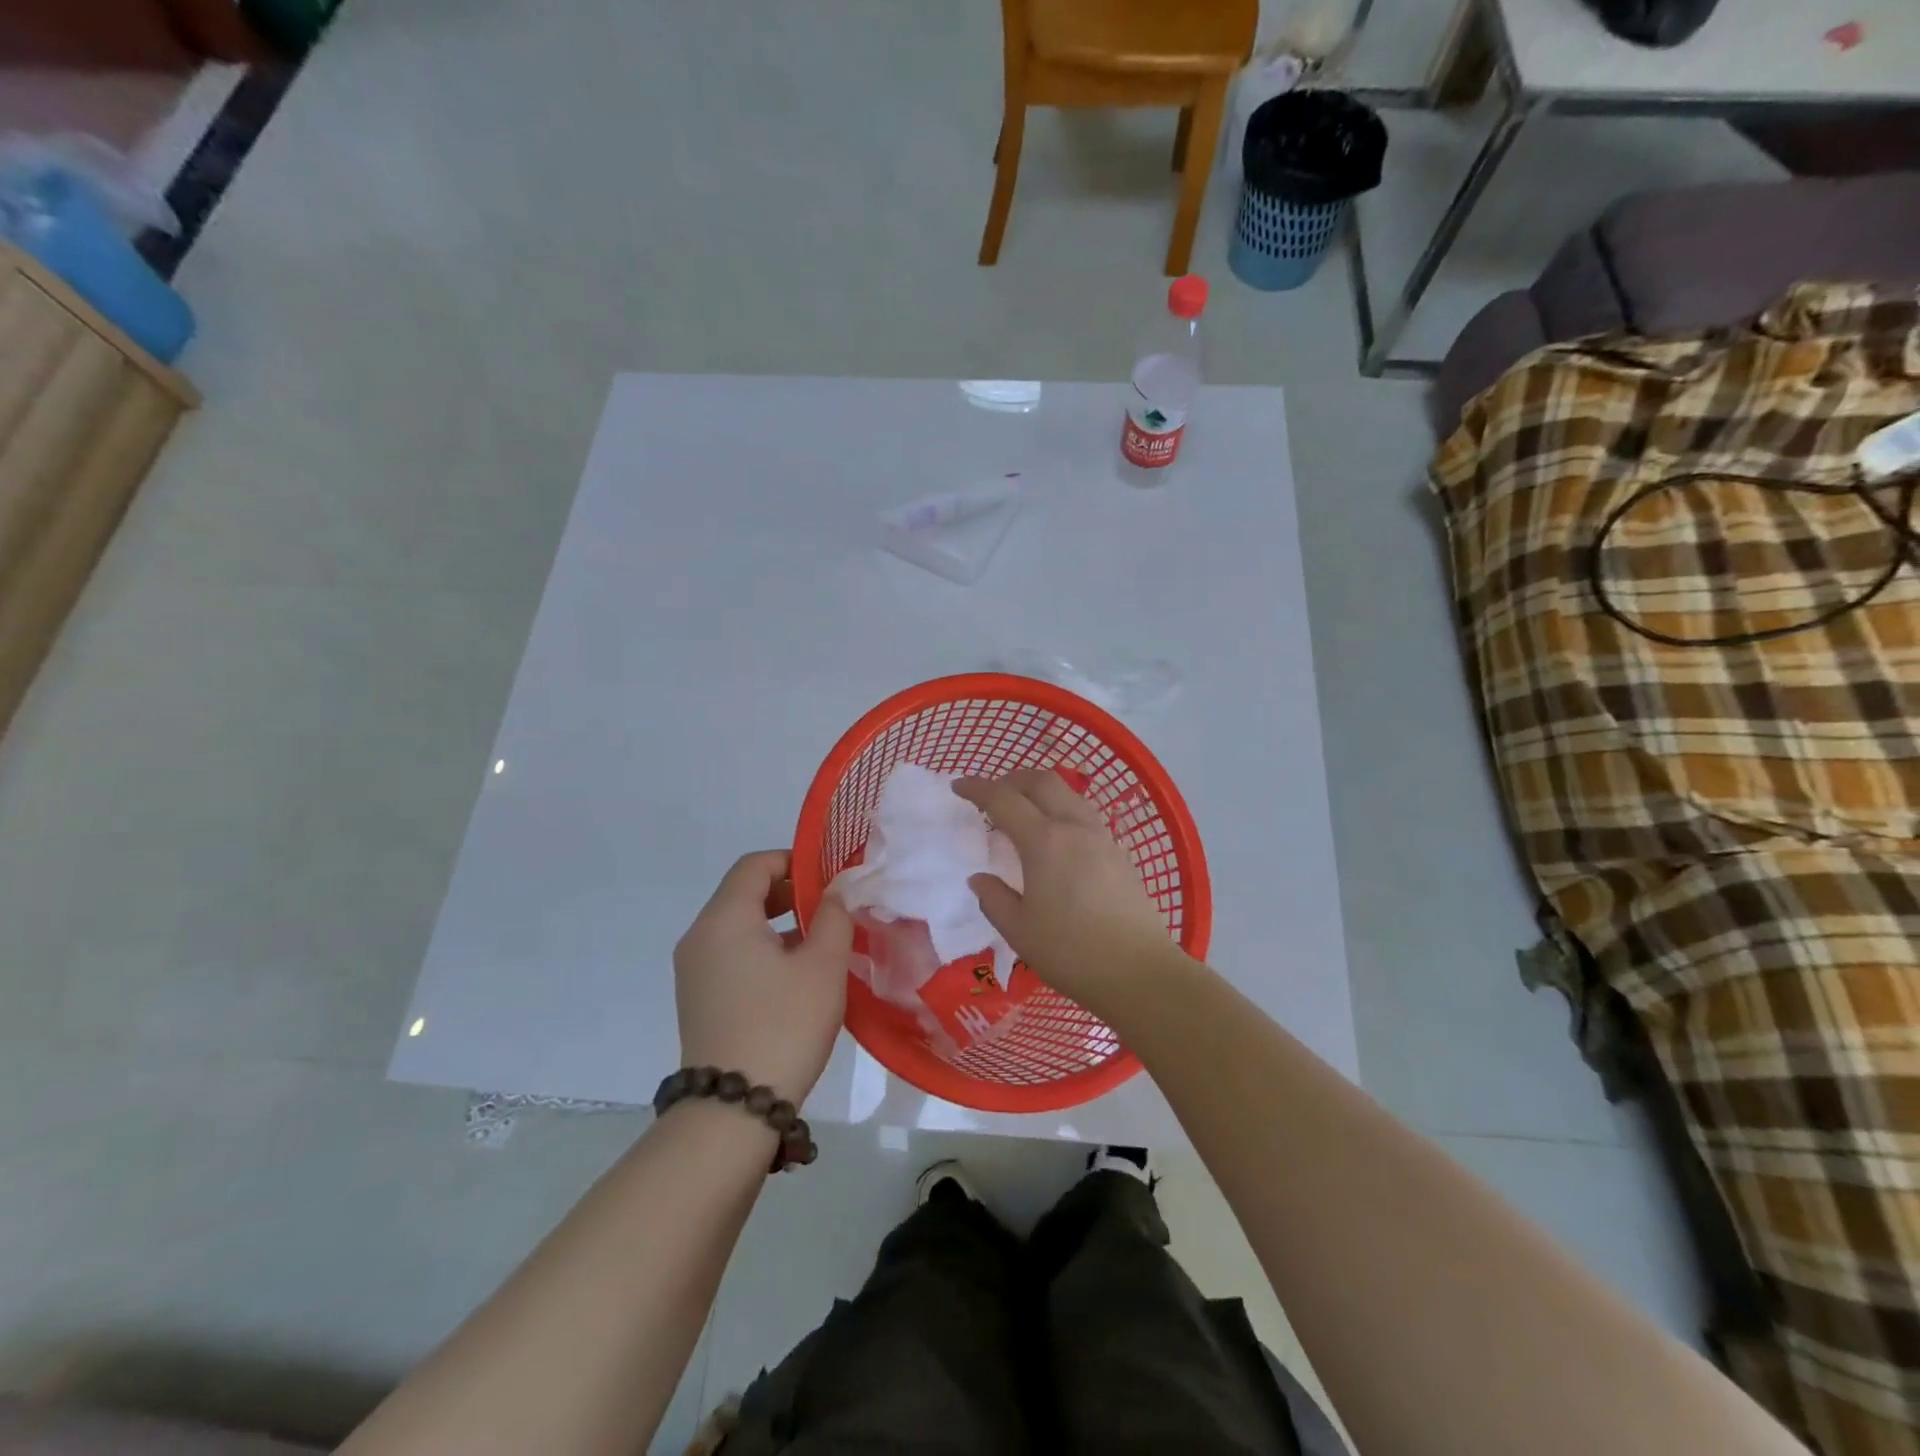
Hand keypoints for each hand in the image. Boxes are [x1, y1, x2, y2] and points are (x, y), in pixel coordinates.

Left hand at [674, 851, 854, 1103]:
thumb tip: (835, 892)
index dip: (793, 860)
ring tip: (820, 942)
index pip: (754, 865)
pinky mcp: (698, 998)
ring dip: (778, 923)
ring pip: (738, 925)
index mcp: (724, 919)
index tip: (829, 878)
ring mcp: (693, 970)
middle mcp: (700, 936)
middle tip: (830, 908)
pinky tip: (795, 975)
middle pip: (743, 893)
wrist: (733, 1110)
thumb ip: (834, 917)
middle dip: (789, 892)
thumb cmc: (784, 1025)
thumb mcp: (823, 966)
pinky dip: (762, 949)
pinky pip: (731, 954)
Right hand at [953, 771, 1182, 1010]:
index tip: (958, 786)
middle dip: (1012, 779)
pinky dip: (1062, 810)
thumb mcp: (1019, 931)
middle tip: (992, 794)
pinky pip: (1085, 815)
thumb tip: (980, 879)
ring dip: (1041, 791)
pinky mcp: (1120, 853)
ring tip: (1024, 811)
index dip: (977, 788)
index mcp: (1044, 842)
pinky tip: (1057, 838)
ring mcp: (1102, 837)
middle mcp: (1074, 828)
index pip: (1003, 800)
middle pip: (1042, 782)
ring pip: (1069, 794)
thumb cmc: (1071, 953)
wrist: (1139, 972)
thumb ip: (994, 898)